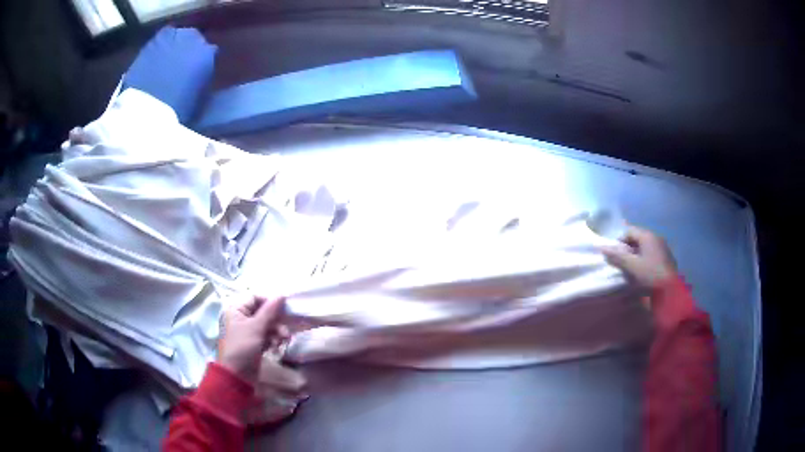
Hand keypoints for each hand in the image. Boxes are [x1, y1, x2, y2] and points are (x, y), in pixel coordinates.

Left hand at [218, 295, 285, 383]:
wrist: (237, 375)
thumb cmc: (243, 347)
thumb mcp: (256, 327)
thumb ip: (269, 311)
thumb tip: (281, 295)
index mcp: (235, 309)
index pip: (255, 298)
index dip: (269, 302)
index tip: (284, 309)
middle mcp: (239, 317)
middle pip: (262, 312)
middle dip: (275, 321)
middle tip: (286, 330)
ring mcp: (246, 331)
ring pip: (265, 324)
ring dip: (276, 331)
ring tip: (284, 340)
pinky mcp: (252, 343)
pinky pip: (265, 335)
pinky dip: (272, 339)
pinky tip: (276, 346)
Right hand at [601, 225, 677, 289]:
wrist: (671, 292)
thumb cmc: (650, 275)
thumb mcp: (632, 266)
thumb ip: (617, 256)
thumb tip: (602, 247)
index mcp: (648, 236)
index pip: (629, 231)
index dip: (619, 241)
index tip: (614, 255)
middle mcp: (656, 238)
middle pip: (637, 238)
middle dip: (627, 248)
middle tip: (621, 262)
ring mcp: (662, 248)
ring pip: (644, 246)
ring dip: (635, 255)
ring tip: (630, 268)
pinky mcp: (666, 258)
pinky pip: (651, 254)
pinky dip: (644, 259)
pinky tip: (642, 272)